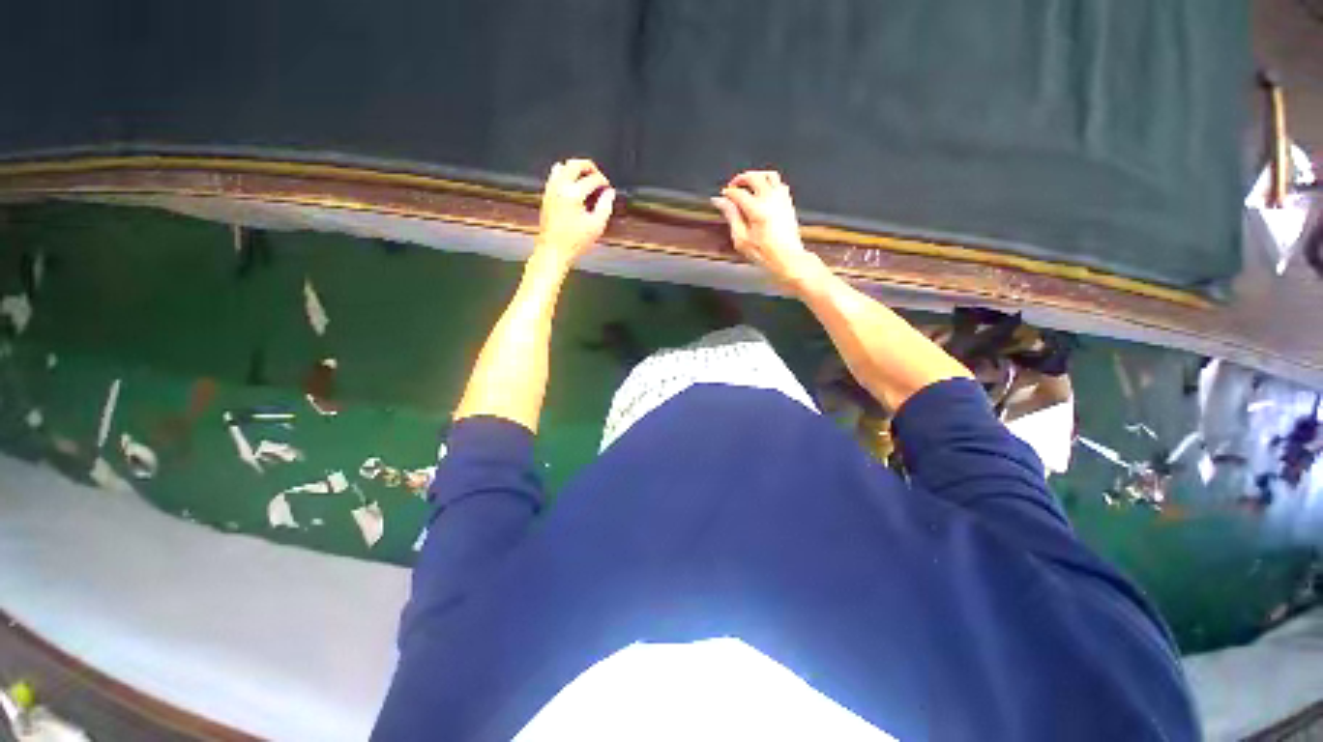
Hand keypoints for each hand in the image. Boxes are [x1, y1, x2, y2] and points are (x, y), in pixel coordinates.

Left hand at [533, 158, 615, 270]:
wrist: (553, 251)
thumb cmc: (575, 242)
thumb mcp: (597, 226)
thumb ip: (605, 206)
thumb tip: (610, 193)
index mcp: (573, 194)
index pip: (592, 179)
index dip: (603, 182)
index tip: (608, 189)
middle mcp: (560, 187)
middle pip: (574, 164)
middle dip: (589, 167)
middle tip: (598, 177)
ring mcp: (550, 190)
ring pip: (562, 167)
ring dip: (576, 170)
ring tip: (586, 181)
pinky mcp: (546, 196)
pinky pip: (555, 177)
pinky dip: (565, 177)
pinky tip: (574, 189)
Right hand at [711, 171, 826, 293]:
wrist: (788, 258)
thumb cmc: (765, 253)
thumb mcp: (741, 239)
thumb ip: (731, 216)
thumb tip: (721, 201)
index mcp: (757, 209)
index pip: (738, 192)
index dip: (728, 193)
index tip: (722, 197)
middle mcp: (771, 200)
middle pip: (754, 177)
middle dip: (741, 179)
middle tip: (732, 186)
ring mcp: (782, 199)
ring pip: (769, 175)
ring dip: (756, 176)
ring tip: (747, 185)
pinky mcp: (788, 202)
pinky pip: (779, 183)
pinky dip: (768, 182)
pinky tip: (762, 192)